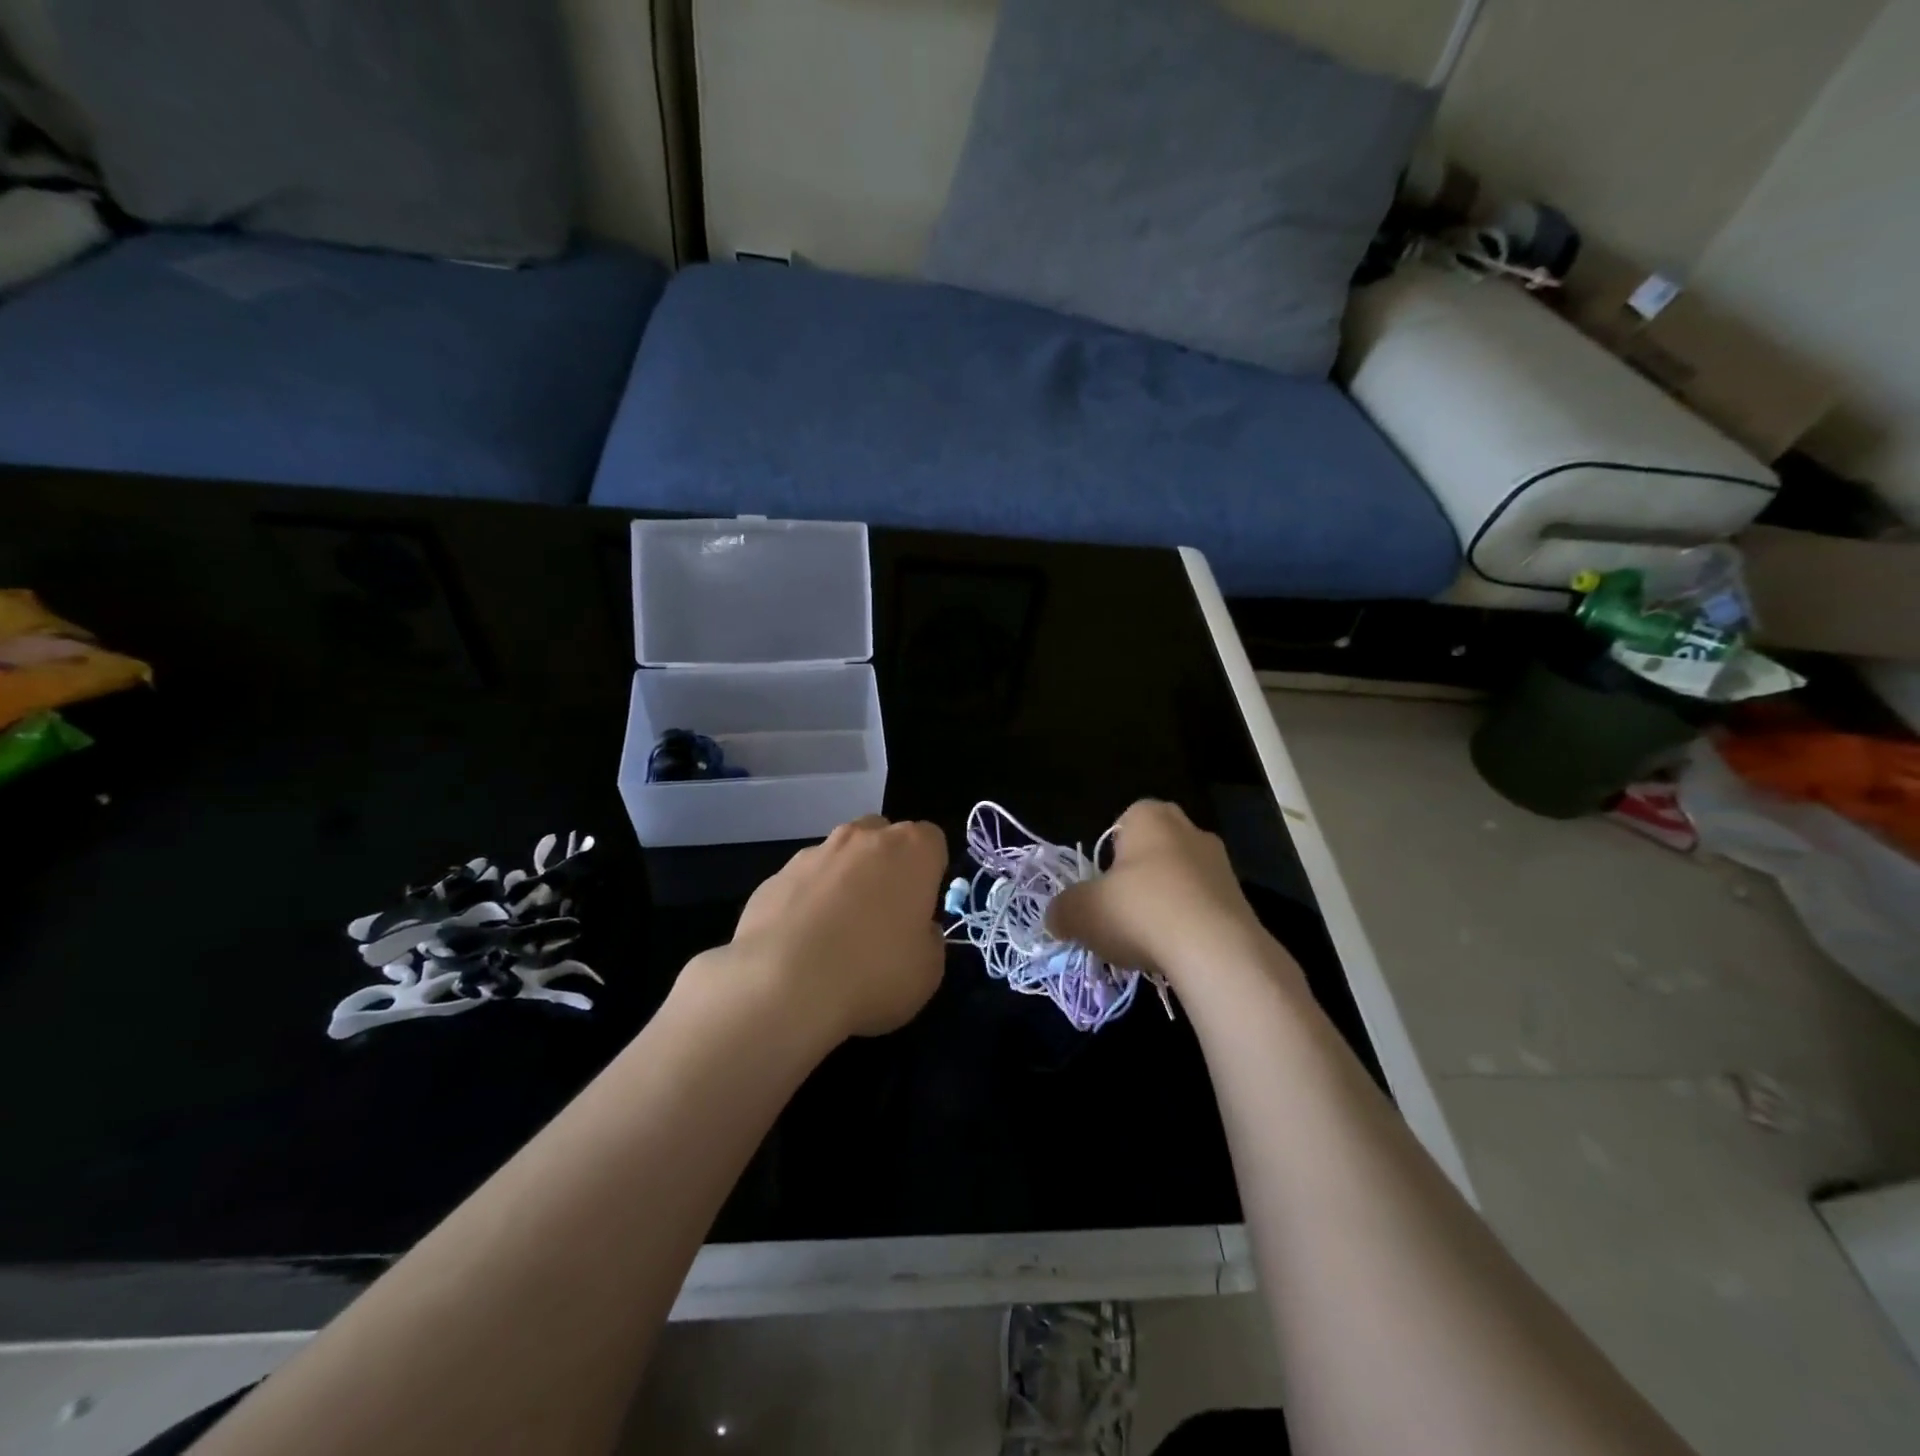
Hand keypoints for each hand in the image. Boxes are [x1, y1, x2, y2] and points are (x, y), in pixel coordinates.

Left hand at [712, 815, 949, 1040]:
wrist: (783, 986)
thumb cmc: (873, 973)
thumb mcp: (929, 969)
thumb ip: (928, 937)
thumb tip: (915, 928)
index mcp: (911, 850)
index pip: (932, 840)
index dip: (930, 872)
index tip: (923, 907)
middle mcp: (862, 837)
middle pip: (883, 836)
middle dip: (887, 865)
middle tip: (884, 914)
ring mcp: (814, 852)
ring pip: (840, 855)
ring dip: (845, 880)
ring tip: (837, 933)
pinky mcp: (774, 876)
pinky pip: (803, 882)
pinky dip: (807, 902)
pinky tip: (801, 943)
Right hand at [1048, 800, 1286, 996]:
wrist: (1217, 953)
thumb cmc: (1140, 911)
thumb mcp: (1082, 912)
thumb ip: (1063, 911)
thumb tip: (1057, 918)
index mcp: (1149, 816)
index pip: (1122, 822)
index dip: (1108, 855)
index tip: (1102, 885)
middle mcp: (1189, 829)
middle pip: (1153, 850)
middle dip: (1137, 877)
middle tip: (1120, 910)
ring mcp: (1221, 864)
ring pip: (1180, 879)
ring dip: (1164, 903)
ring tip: (1147, 940)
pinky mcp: (1241, 900)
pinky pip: (1203, 907)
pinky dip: (1188, 926)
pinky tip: (1176, 953)